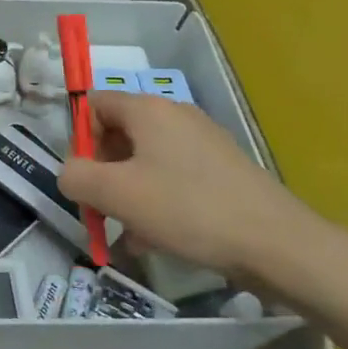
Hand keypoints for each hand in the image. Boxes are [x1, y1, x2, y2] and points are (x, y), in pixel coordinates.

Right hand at [58, 93, 331, 279]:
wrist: (277, 244)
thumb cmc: (187, 209)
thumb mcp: (116, 194)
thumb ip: (76, 177)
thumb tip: (70, 174)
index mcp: (148, 109)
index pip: (95, 104)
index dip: (79, 139)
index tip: (84, 179)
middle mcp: (176, 115)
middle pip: (119, 134)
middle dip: (104, 172)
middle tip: (103, 210)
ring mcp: (203, 142)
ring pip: (146, 161)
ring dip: (129, 194)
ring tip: (130, 234)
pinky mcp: (222, 169)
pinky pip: (174, 177)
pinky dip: (158, 201)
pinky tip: (159, 239)